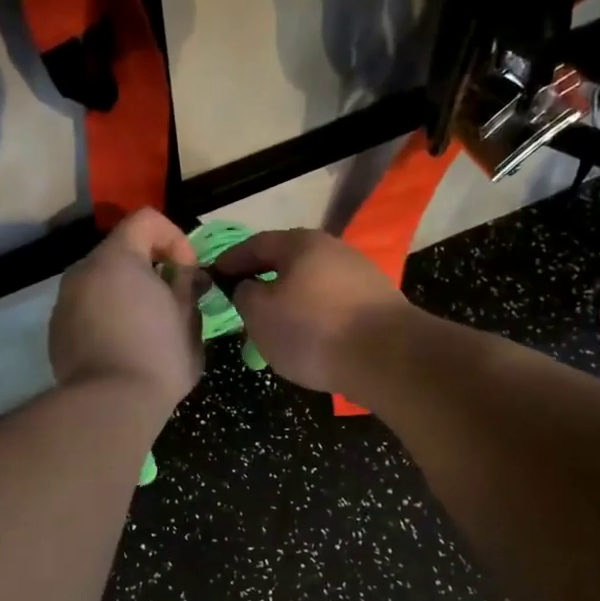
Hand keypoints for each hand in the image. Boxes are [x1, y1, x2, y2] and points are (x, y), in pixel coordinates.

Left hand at [50, 208, 202, 408]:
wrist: (110, 406)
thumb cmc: (158, 357)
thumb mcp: (188, 319)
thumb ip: (187, 285)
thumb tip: (186, 273)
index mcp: (118, 259)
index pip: (146, 219)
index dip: (174, 238)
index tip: (187, 272)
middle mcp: (83, 271)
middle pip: (121, 251)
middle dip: (149, 268)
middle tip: (171, 301)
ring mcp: (64, 301)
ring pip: (101, 282)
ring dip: (125, 293)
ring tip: (146, 327)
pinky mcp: (56, 331)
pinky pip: (86, 309)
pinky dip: (105, 315)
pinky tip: (121, 347)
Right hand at [214, 229, 412, 395]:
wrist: (387, 357)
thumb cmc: (313, 330)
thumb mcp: (260, 314)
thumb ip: (244, 295)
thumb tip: (248, 287)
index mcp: (300, 243)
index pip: (256, 244)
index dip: (231, 260)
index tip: (213, 275)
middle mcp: (333, 250)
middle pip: (289, 262)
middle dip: (264, 280)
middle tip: (243, 301)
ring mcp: (360, 276)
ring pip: (312, 285)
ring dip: (291, 301)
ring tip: (275, 325)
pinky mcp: (377, 305)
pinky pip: (333, 306)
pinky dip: (315, 317)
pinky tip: (310, 338)